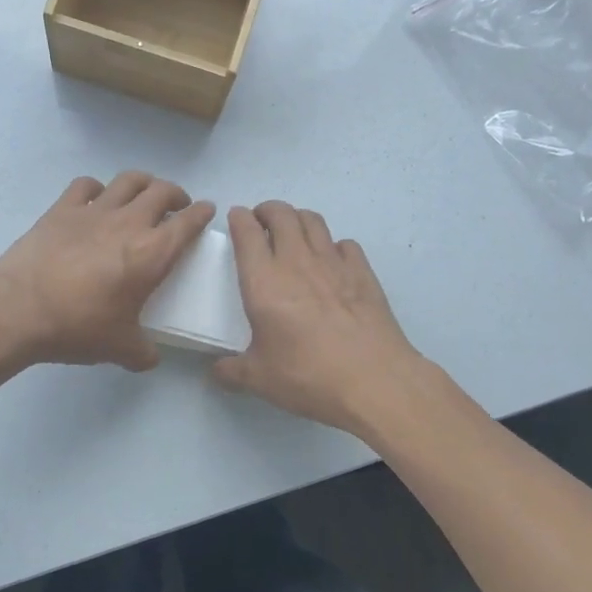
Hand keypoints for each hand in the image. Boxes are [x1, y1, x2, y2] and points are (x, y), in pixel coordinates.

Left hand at [0, 172, 214, 370]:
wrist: (19, 308)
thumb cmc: (78, 327)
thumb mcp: (120, 348)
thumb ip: (143, 352)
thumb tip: (151, 358)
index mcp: (152, 254)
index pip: (188, 223)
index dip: (202, 214)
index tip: (206, 211)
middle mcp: (129, 223)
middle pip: (162, 191)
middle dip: (176, 195)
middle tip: (176, 207)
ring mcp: (94, 211)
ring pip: (128, 180)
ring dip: (143, 183)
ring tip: (143, 194)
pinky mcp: (62, 209)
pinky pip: (86, 185)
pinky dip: (97, 188)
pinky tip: (95, 199)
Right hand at [214, 203, 425, 434]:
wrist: (374, 381)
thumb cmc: (308, 376)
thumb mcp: (259, 379)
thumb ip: (232, 371)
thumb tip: (217, 370)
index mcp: (263, 282)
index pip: (246, 232)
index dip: (239, 219)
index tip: (236, 219)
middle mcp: (297, 262)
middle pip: (281, 214)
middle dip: (267, 210)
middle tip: (261, 222)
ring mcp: (334, 263)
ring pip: (313, 220)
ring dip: (298, 219)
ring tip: (292, 233)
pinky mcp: (363, 272)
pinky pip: (345, 243)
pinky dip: (333, 245)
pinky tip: (331, 261)